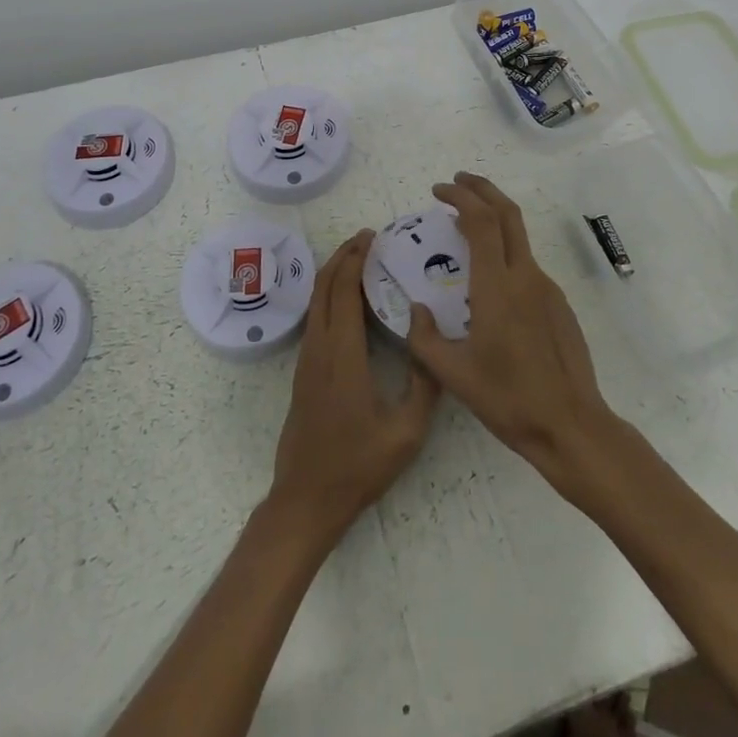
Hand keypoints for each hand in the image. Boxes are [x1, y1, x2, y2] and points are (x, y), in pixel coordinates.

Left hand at [268, 231, 440, 545]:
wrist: (306, 499)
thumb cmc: (357, 466)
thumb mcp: (406, 432)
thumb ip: (424, 385)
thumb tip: (433, 342)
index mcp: (343, 356)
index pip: (343, 292)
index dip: (355, 259)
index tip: (372, 237)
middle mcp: (320, 349)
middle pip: (324, 287)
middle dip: (343, 256)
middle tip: (367, 238)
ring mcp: (307, 360)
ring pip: (316, 301)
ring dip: (333, 273)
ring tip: (358, 258)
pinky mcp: (304, 371)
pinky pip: (315, 317)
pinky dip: (329, 294)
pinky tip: (347, 298)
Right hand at [405, 173, 620, 490]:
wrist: (570, 425)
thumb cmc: (508, 399)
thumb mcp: (452, 374)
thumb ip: (424, 338)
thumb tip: (415, 310)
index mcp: (497, 286)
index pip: (481, 220)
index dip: (460, 196)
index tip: (439, 190)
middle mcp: (525, 276)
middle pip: (507, 212)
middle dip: (482, 188)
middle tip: (456, 183)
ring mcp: (546, 288)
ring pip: (519, 236)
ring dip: (493, 218)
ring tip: (465, 227)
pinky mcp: (558, 303)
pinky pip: (526, 264)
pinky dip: (504, 250)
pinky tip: (490, 278)